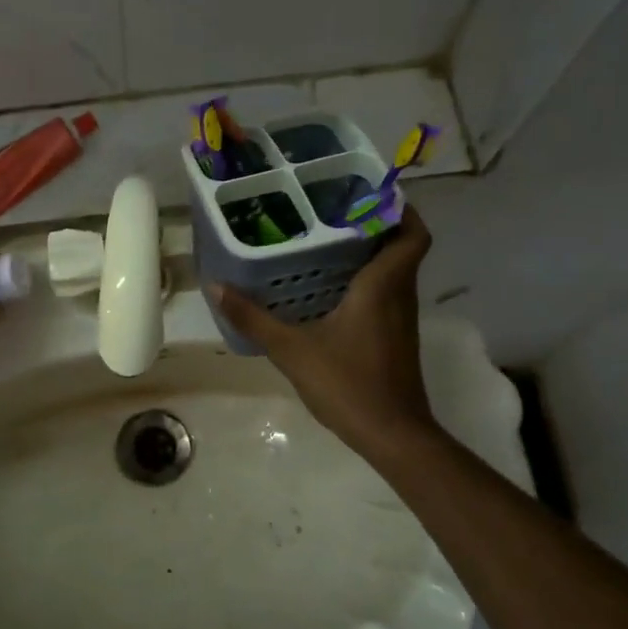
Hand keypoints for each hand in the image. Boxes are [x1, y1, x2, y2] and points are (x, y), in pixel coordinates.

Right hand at [211, 208, 437, 454]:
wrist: (392, 435)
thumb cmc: (348, 384)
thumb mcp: (291, 350)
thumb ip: (252, 318)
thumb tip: (215, 286)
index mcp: (382, 286)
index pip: (412, 234)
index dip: (400, 208)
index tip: (369, 192)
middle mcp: (399, 295)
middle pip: (401, 247)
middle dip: (375, 224)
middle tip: (333, 211)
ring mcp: (401, 319)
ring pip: (395, 271)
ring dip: (371, 253)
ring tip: (327, 242)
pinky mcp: (396, 338)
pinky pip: (388, 294)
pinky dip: (368, 281)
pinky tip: (331, 290)